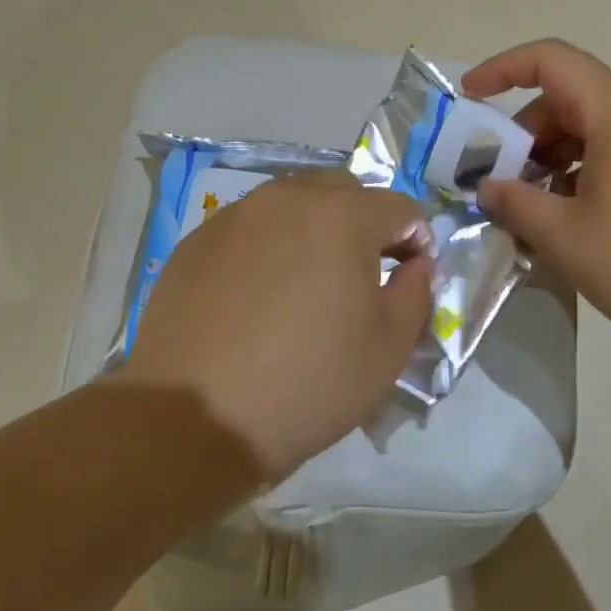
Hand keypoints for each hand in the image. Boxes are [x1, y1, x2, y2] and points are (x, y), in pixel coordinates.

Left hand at [119, 171, 434, 480]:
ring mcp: (235, 216)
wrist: (194, 419)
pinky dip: (268, 247)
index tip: (411, 277)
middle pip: (344, 192)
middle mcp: (287, 198)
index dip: (417, 239)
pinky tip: (258, 297)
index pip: (400, 207)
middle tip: (362, 275)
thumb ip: (417, 292)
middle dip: (365, 223)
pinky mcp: (196, 242)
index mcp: (342, 216)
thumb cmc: (308, 383)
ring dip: (314, 230)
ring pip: (292, 204)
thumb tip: (416, 264)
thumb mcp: (389, 347)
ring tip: (307, 284)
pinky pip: (249, 229)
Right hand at [464, 39, 610, 355]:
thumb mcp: (567, 236)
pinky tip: (573, 220)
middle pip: (570, 99)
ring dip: (553, 159)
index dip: (503, 69)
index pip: (551, 61)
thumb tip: (488, 189)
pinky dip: (585, 173)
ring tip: (532, 209)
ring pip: (595, 130)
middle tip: (499, 181)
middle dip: (525, 133)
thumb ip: (516, 204)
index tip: (469, 99)